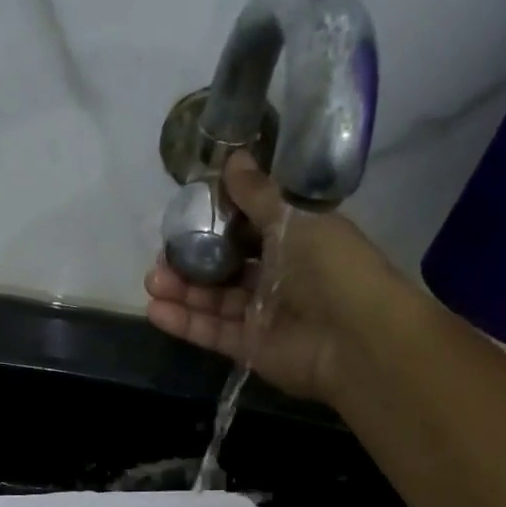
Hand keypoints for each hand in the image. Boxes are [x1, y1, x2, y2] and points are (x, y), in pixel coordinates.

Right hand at [145, 150, 419, 403]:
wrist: (354, 338)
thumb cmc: (332, 268)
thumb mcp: (296, 219)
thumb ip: (258, 196)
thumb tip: (232, 158)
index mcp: (296, 241)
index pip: (250, 228)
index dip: (219, 220)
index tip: (187, 212)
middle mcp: (278, 278)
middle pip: (226, 267)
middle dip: (192, 260)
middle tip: (161, 254)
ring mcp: (261, 316)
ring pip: (213, 301)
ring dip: (182, 291)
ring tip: (152, 280)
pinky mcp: (248, 348)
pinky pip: (211, 332)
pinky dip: (184, 322)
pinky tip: (155, 309)